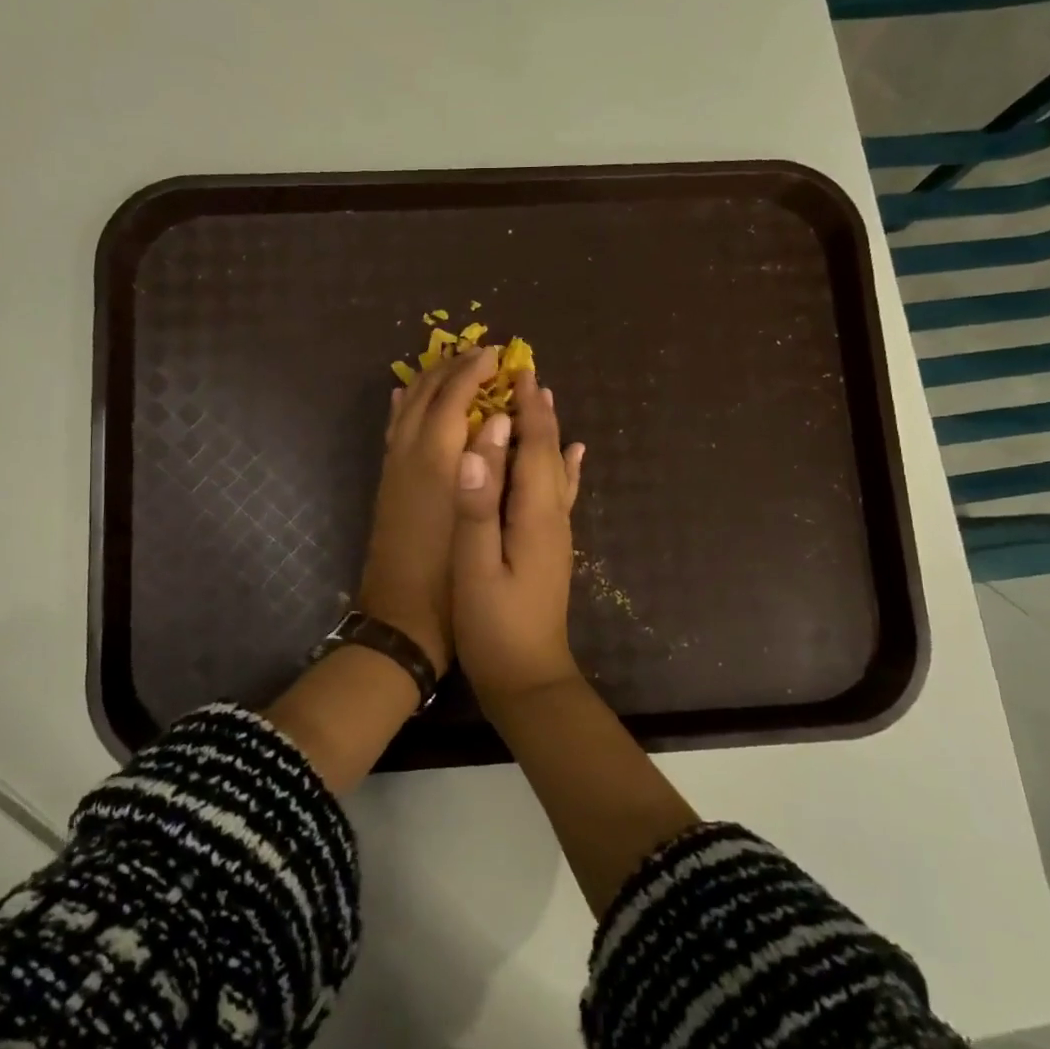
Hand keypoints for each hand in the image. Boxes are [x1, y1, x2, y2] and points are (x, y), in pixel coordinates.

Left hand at [356, 347, 499, 673]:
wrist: (402, 617)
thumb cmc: (453, 574)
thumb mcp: (481, 518)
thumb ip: (492, 466)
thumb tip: (503, 420)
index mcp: (436, 458)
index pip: (454, 396)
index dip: (475, 371)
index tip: (497, 354)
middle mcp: (410, 453)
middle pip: (427, 394)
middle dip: (452, 368)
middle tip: (477, 353)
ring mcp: (393, 468)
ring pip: (405, 407)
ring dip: (428, 381)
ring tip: (448, 365)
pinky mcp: (387, 483)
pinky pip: (392, 429)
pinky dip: (402, 406)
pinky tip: (404, 398)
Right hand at [451, 370, 585, 702]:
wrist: (528, 679)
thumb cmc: (495, 625)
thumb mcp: (476, 566)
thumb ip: (477, 506)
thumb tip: (477, 445)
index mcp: (535, 514)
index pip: (535, 447)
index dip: (527, 408)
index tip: (517, 369)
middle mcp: (553, 516)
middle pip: (549, 452)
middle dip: (538, 412)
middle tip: (524, 372)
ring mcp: (555, 533)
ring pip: (554, 468)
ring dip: (548, 432)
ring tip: (543, 400)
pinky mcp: (550, 547)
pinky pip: (559, 493)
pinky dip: (564, 467)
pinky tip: (573, 456)